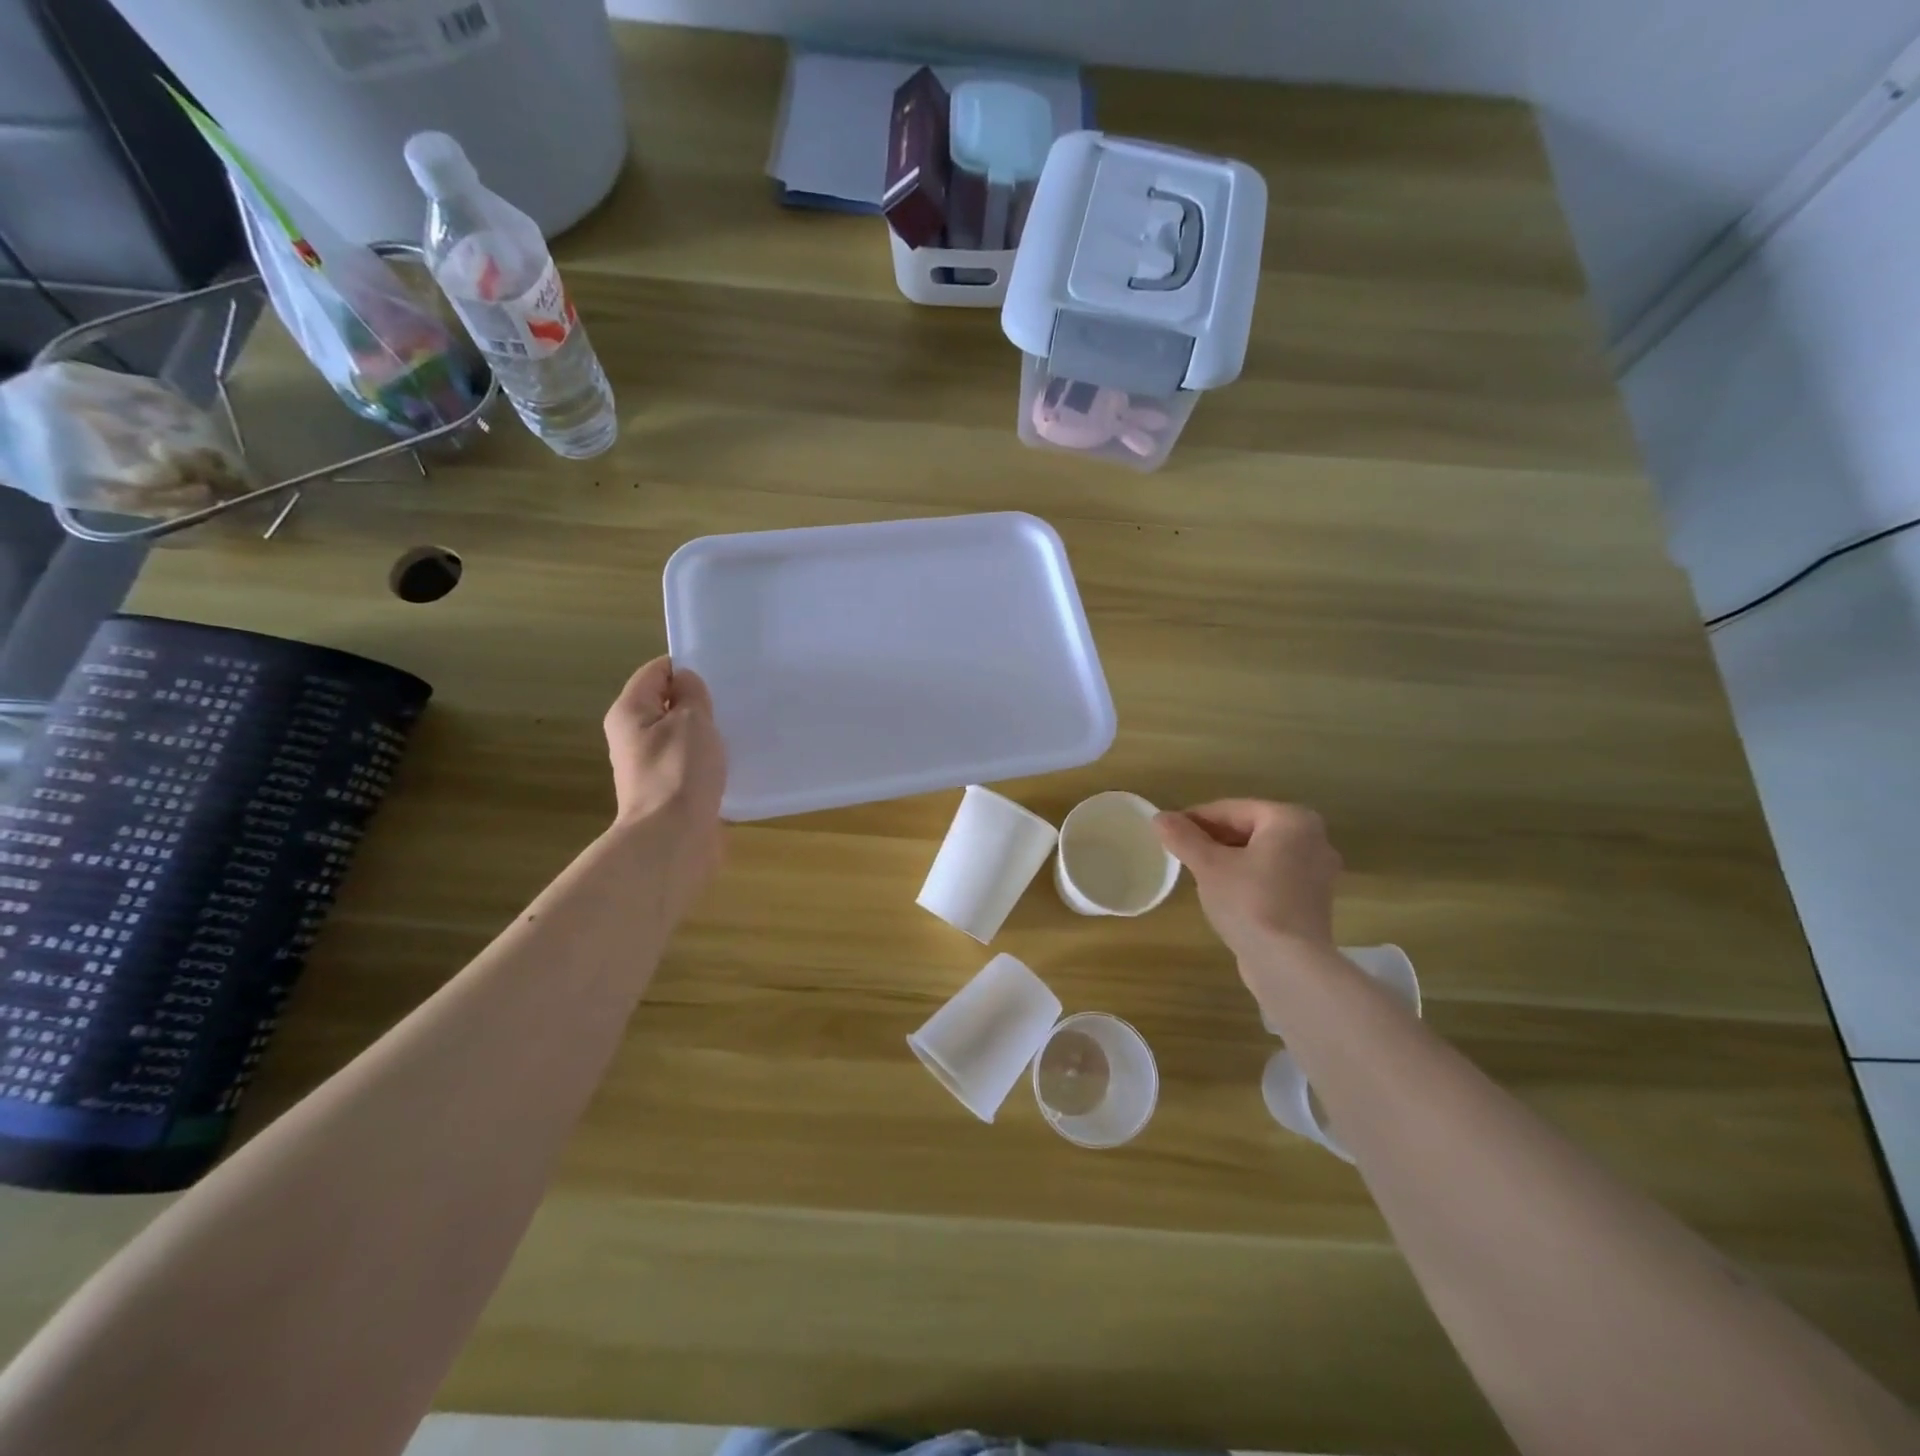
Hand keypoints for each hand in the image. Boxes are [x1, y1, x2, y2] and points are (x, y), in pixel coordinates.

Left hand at [603, 657, 726, 876]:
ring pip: (681, 736)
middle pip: (667, 704)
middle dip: (699, 701)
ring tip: (739, 729)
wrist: (673, 839)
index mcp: (630, 712)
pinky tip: (734, 762)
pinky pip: (690, 764)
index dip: (687, 667)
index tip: (722, 675)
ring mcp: (650, 766)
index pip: (656, 672)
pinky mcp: (668, 791)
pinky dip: (709, 760)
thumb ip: (692, 695)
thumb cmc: (680, 771)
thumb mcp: (692, 720)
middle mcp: (633, 737)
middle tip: (735, 700)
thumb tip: (686, 683)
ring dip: (707, 733)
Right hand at [1154, 800, 1340, 961]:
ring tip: (1197, 871)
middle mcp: (1313, 838)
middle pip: (1249, 828)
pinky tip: (1224, 891)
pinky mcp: (1313, 900)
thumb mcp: (1208, 866)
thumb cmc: (1250, 903)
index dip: (1195, 818)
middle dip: (1213, 838)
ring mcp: (1317, 871)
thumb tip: (1159, 817)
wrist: (1289, 964)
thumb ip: (1183, 838)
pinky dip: (1248, 876)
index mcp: (1291, 820)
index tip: (1167, 830)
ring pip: (1261, 853)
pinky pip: (1273, 875)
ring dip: (1229, 857)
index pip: (1231, 809)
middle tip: (1180, 851)